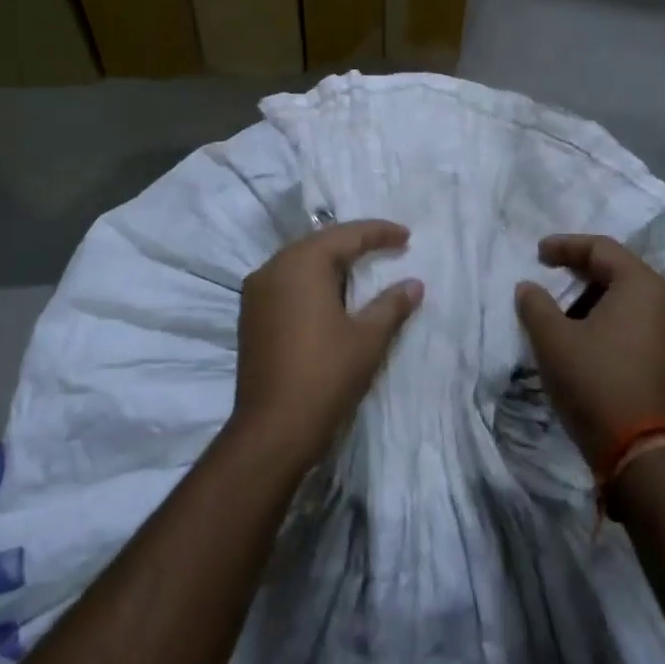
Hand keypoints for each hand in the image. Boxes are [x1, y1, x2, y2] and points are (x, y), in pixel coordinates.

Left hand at [232, 220, 423, 473]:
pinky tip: (331, 292)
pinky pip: (286, 281)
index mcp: (302, 264)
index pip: (346, 235)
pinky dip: (312, 279)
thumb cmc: (325, 377)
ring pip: (300, 261)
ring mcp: (257, 291)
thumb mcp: (368, 339)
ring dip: (332, 261)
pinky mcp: (251, 314)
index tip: (407, 236)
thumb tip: (414, 284)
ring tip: (364, 266)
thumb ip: (391, 304)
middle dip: (355, 242)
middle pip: (320, 243)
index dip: (379, 233)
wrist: (272, 430)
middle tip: (388, 246)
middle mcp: (274, 267)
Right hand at [514, 234, 664, 470]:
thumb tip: (528, 287)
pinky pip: (641, 320)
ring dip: (597, 297)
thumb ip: (535, 303)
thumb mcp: (552, 339)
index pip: (601, 248)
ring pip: (631, 296)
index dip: (565, 246)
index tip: (538, 254)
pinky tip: (590, 334)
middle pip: (619, 269)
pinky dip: (614, 318)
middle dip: (581, 271)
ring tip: (566, 312)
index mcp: (642, 285)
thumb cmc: (594, 381)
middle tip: (551, 277)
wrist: (639, 451)